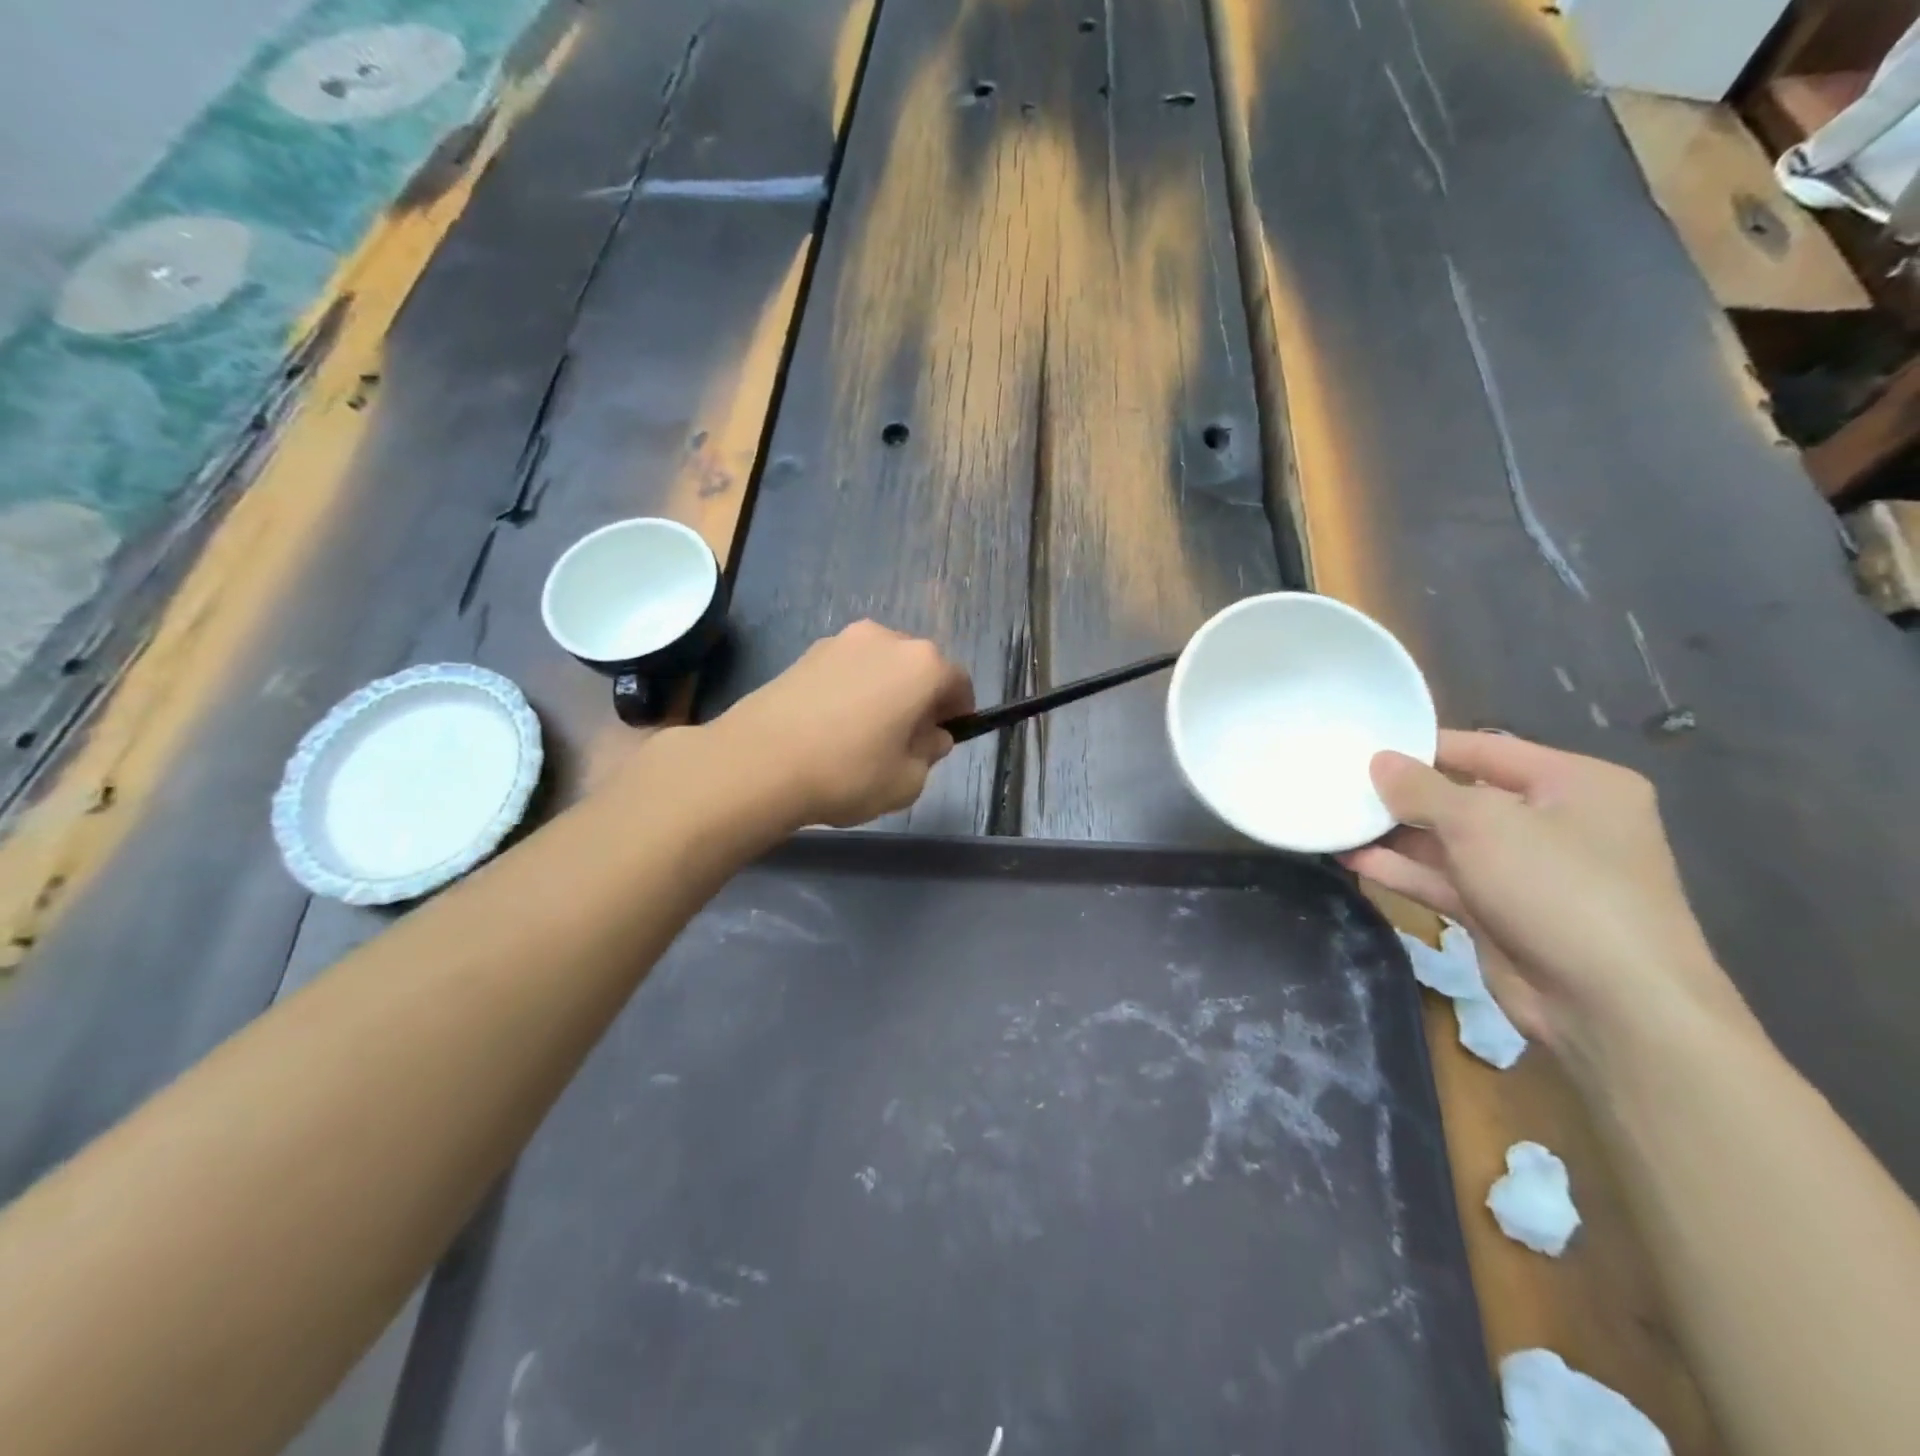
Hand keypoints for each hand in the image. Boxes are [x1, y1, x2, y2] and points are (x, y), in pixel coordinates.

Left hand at [712, 621, 973, 827]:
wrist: (758, 762)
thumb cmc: (848, 772)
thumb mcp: (908, 781)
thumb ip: (930, 753)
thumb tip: (930, 736)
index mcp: (922, 664)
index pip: (958, 681)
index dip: (960, 710)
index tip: (948, 735)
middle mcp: (886, 639)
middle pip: (918, 667)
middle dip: (921, 698)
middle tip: (908, 738)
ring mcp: (842, 641)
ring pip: (881, 665)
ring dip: (885, 691)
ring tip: (866, 734)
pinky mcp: (806, 653)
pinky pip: (847, 670)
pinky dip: (853, 690)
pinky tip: (834, 727)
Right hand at [1341, 731, 1754, 1063]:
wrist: (1611, 1005)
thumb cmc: (1556, 886)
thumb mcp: (1481, 823)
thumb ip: (1421, 789)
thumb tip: (1378, 761)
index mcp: (1574, 784)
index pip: (1485, 749)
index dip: (1423, 746)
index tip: (1363, 745)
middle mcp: (1555, 822)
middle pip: (1462, 797)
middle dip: (1402, 795)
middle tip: (1340, 785)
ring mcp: (1528, 872)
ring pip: (1447, 842)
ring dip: (1394, 836)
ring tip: (1335, 821)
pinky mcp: (1502, 913)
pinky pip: (1444, 881)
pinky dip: (1402, 871)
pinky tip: (1352, 861)